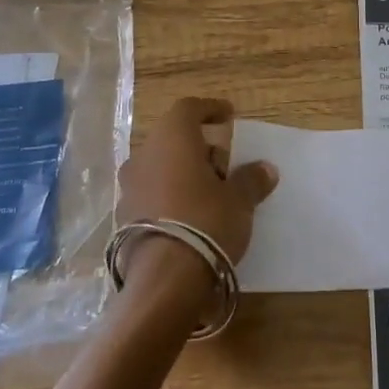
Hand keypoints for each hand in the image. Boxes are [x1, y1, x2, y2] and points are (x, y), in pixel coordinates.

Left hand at [117, 97, 277, 293]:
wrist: (165, 279)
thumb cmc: (206, 222)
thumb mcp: (239, 201)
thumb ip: (250, 180)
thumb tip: (265, 169)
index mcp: (171, 140)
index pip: (188, 109)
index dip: (210, 109)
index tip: (229, 116)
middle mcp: (144, 156)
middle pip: (173, 139)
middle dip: (200, 148)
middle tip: (226, 166)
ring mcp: (129, 188)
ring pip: (160, 167)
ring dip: (184, 173)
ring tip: (211, 193)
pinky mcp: (124, 218)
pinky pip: (152, 193)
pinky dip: (171, 195)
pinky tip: (190, 215)